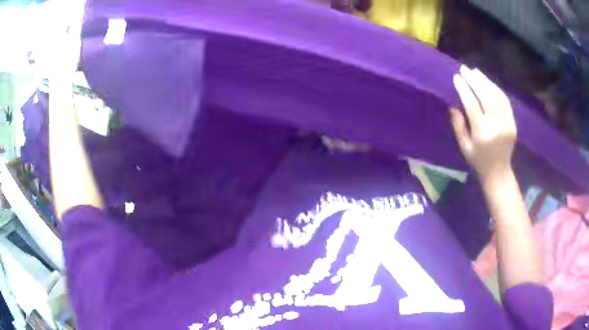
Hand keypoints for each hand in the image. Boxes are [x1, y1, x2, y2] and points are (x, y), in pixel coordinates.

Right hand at [450, 66, 516, 181]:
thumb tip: (453, 105)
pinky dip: (496, 89)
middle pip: (486, 96)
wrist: (499, 172)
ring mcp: (507, 124)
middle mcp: (496, 126)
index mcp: (482, 134)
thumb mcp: (464, 147)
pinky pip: (505, 102)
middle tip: (465, 69)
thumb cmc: (478, 161)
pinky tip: (488, 82)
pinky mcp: (513, 123)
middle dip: (474, 80)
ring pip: (497, 96)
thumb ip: (458, 126)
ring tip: (475, 72)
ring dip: (485, 81)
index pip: (472, 105)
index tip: (456, 78)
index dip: (464, 89)